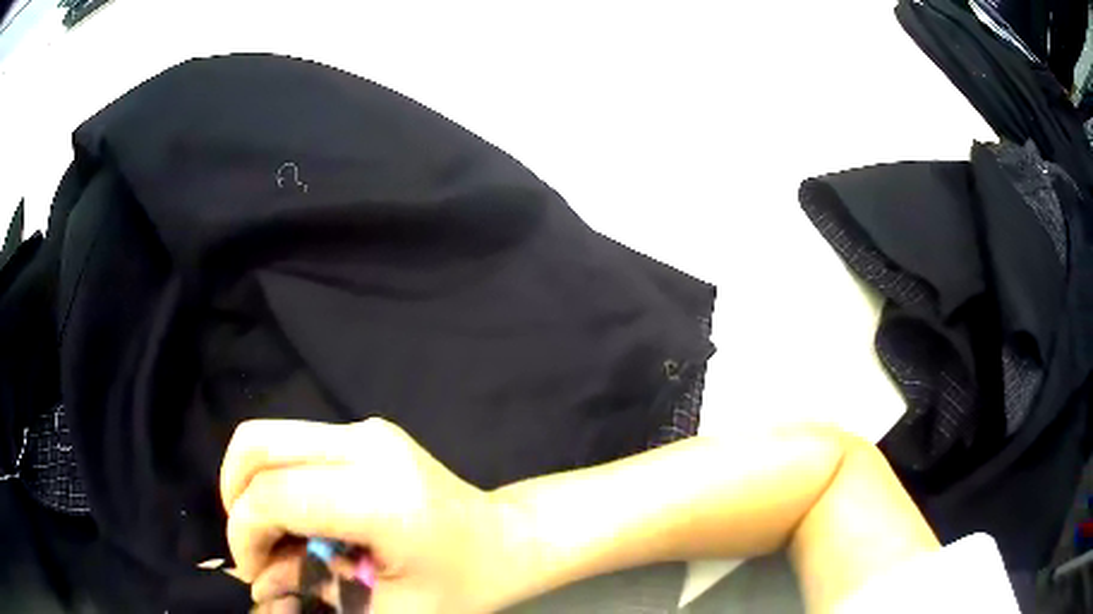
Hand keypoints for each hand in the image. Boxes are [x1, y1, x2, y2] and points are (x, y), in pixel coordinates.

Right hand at [220, 417, 502, 612]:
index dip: (245, 534)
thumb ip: (314, 598)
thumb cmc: (461, 585)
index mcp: (380, 497)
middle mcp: (367, 445)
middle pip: (257, 444)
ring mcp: (367, 430)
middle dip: (236, 499)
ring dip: (254, 489)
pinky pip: (293, 445)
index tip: (254, 573)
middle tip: (255, 550)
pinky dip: (277, 481)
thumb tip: (256, 586)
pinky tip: (300, 522)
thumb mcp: (390, 612)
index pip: (273, 494)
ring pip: (269, 438)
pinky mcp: (365, 431)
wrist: (508, 540)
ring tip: (276, 540)